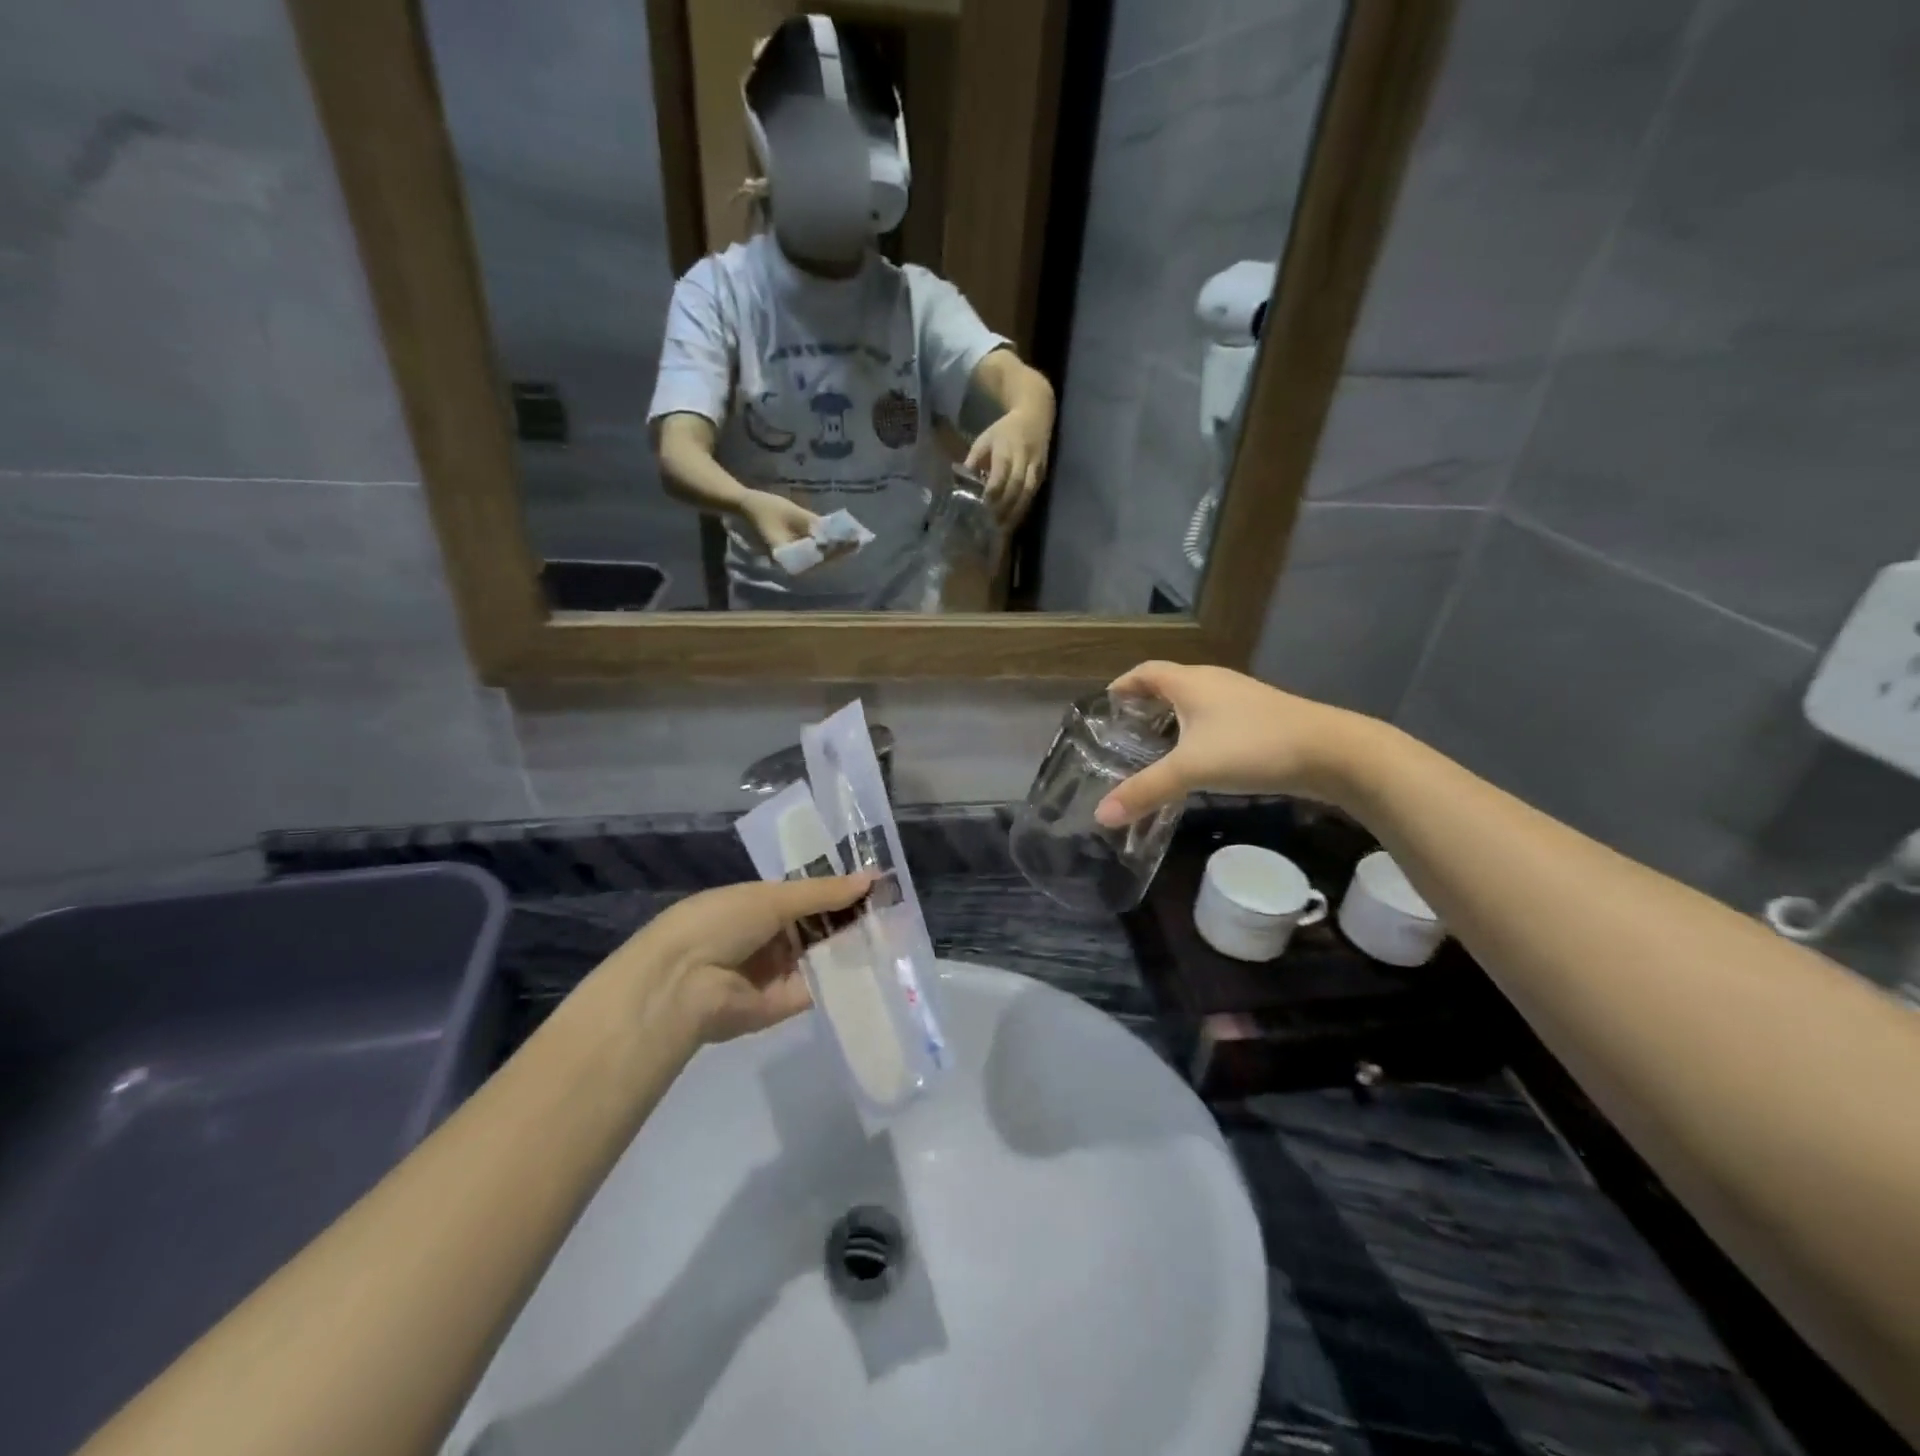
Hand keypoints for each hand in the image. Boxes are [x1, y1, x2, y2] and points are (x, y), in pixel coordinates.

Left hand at [620, 874, 874, 1042]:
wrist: (682, 985)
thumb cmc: (720, 923)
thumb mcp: (772, 898)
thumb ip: (823, 892)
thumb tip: (872, 877)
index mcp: (759, 904)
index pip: (808, 895)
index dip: (840, 889)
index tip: (878, 883)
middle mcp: (770, 936)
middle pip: (819, 925)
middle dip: (851, 917)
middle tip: (895, 908)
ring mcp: (779, 971)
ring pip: (824, 954)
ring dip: (853, 944)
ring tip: (898, 930)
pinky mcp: (786, 1004)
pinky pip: (822, 985)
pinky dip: (846, 974)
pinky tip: (881, 961)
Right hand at [738, 490, 860, 571]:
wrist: (747, 506)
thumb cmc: (766, 508)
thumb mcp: (792, 513)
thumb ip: (812, 524)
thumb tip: (834, 532)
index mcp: (787, 556)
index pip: (816, 557)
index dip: (835, 551)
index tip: (851, 545)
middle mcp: (790, 561)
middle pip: (821, 559)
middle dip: (840, 551)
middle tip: (860, 542)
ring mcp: (792, 556)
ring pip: (819, 556)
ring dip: (836, 548)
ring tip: (855, 541)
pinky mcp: (795, 549)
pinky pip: (814, 550)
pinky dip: (827, 543)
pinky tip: (842, 538)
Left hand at [964, 407, 1050, 525]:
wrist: (1035, 417)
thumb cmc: (1004, 431)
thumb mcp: (984, 440)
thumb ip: (973, 460)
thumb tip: (961, 483)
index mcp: (1006, 449)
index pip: (1000, 475)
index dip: (992, 492)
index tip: (982, 508)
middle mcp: (1023, 459)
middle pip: (1016, 487)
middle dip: (1004, 508)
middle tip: (991, 526)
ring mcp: (1036, 467)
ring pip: (1027, 493)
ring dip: (1015, 513)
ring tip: (1003, 529)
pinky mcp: (1042, 474)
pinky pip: (1033, 494)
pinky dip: (1024, 509)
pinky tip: (1014, 521)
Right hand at [1093, 662, 1371, 827]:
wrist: (1332, 751)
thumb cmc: (1252, 747)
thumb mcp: (1191, 770)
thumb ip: (1145, 791)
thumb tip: (1100, 816)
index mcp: (1190, 682)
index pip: (1145, 672)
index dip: (1123, 685)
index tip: (1106, 705)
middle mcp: (1213, 682)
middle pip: (1168, 684)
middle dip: (1144, 704)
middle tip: (1124, 733)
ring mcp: (1241, 698)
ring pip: (1195, 702)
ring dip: (1171, 718)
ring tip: (1154, 748)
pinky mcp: (1261, 717)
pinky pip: (1216, 717)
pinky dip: (1197, 731)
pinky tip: (1198, 758)